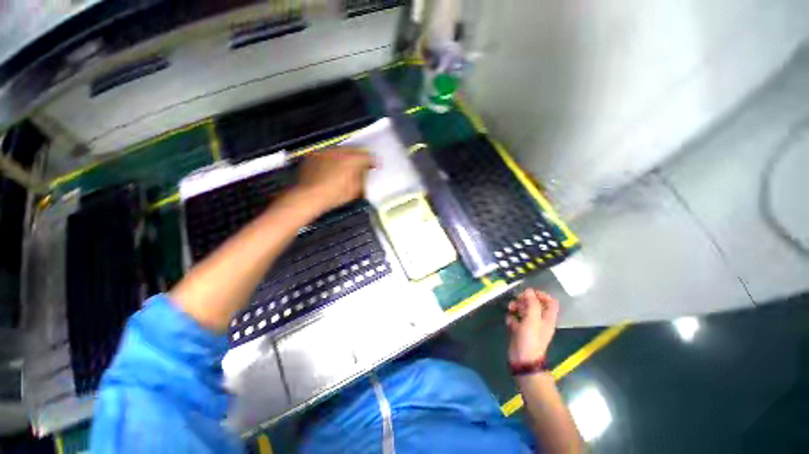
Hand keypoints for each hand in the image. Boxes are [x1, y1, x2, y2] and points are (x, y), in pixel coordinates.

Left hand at [295, 148, 373, 211]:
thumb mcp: (354, 191)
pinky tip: (332, 167)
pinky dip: (333, 158)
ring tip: (347, 166)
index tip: (375, 166)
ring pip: (340, 150)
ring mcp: (325, 151)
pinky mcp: (314, 154)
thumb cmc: (333, 196)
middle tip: (362, 166)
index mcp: (351, 160)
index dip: (373, 162)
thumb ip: (362, 180)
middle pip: (354, 150)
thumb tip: (365, 175)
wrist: (307, 196)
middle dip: (359, 157)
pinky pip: (328, 153)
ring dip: (346, 157)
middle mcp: (339, 151)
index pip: (367, 156)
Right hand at [506, 288, 559, 364]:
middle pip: (534, 304)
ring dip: (516, 306)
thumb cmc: (531, 339)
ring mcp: (529, 325)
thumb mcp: (533, 319)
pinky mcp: (519, 329)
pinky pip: (515, 318)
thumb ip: (532, 303)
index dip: (542, 295)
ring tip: (510, 309)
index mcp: (547, 318)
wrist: (522, 359)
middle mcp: (539, 320)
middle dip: (525, 299)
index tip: (530, 293)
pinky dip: (511, 317)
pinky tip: (509, 322)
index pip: (550, 302)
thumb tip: (529, 290)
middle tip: (517, 300)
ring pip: (523, 310)